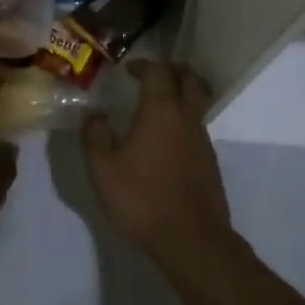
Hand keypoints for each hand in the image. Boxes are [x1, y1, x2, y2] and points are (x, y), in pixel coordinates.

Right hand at [82, 60, 233, 269]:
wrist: (191, 239)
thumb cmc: (142, 198)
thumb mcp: (103, 169)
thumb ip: (95, 136)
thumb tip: (95, 115)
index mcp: (160, 110)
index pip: (158, 71)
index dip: (143, 65)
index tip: (128, 70)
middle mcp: (186, 117)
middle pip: (188, 79)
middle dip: (171, 70)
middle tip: (151, 75)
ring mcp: (202, 139)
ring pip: (196, 102)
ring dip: (180, 94)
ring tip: (156, 105)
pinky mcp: (209, 161)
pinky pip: (197, 126)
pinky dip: (183, 120)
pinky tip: (166, 140)